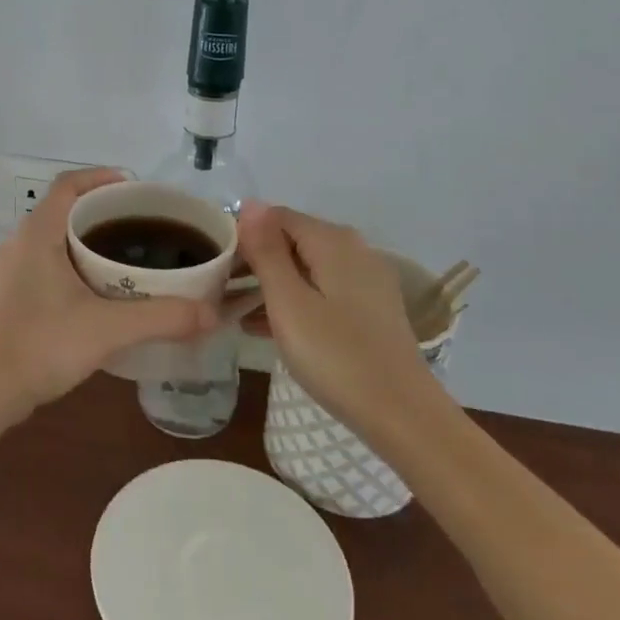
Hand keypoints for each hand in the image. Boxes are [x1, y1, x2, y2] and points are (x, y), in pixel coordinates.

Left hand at [0, 169, 219, 422]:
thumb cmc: (40, 345)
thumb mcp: (108, 329)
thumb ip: (161, 317)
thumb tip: (211, 313)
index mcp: (37, 234)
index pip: (68, 185)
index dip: (100, 178)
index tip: (134, 188)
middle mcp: (18, 244)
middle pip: (63, 211)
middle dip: (101, 212)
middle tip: (140, 225)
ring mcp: (8, 272)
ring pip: (53, 240)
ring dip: (86, 241)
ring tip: (125, 257)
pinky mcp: (7, 298)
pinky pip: (44, 265)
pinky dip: (72, 265)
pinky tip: (96, 294)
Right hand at [237, 201, 434, 430]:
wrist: (403, 416)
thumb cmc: (336, 357)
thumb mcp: (289, 303)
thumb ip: (266, 251)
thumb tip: (250, 203)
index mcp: (332, 240)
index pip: (275, 217)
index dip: (242, 236)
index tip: (216, 267)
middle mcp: (353, 249)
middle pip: (292, 241)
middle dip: (255, 261)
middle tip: (219, 291)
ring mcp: (366, 279)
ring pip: (306, 269)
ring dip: (271, 284)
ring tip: (234, 311)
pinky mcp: (371, 309)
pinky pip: (323, 291)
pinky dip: (295, 301)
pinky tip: (267, 327)